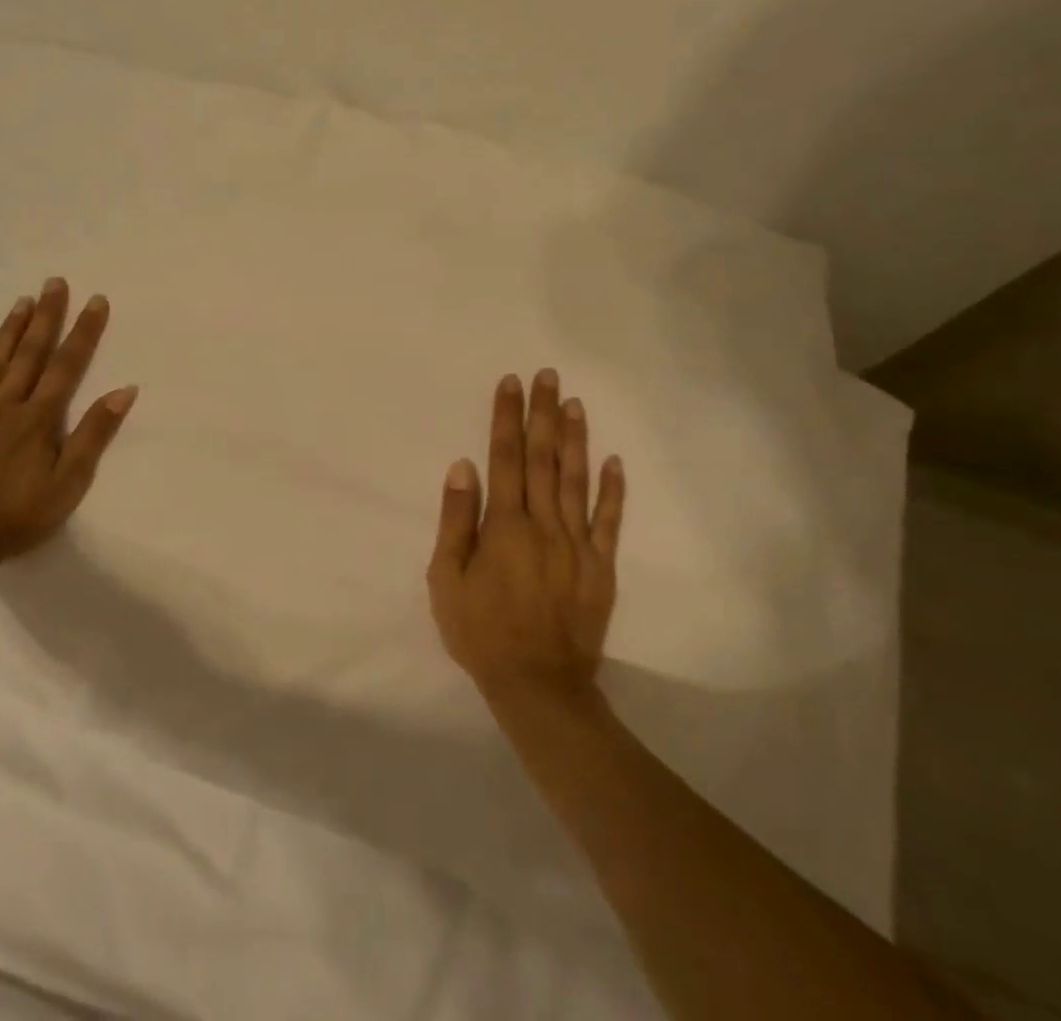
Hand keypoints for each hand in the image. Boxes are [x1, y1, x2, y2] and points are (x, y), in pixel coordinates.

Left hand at [0, 277, 137, 580]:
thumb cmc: (17, 514)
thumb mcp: (69, 481)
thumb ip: (94, 434)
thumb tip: (125, 390)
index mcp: (40, 417)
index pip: (67, 364)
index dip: (84, 331)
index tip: (96, 300)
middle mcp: (7, 404)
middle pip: (30, 352)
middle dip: (47, 316)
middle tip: (55, 282)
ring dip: (11, 329)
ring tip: (23, 300)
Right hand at [428, 369, 625, 704]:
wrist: (538, 685)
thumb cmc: (481, 631)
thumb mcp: (446, 579)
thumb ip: (455, 520)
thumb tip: (463, 466)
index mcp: (504, 525)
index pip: (505, 458)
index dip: (506, 418)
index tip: (510, 383)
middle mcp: (544, 524)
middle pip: (544, 458)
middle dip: (543, 413)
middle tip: (547, 375)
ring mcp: (578, 544)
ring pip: (577, 480)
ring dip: (575, 439)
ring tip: (574, 402)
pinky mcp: (601, 567)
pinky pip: (610, 521)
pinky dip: (613, 490)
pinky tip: (614, 460)